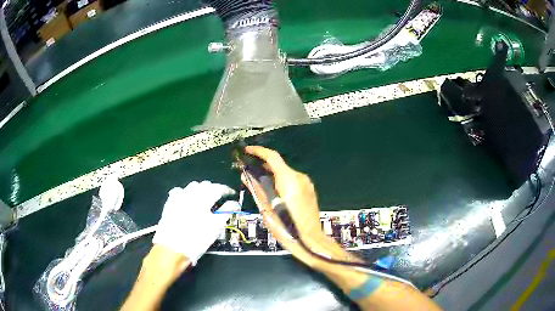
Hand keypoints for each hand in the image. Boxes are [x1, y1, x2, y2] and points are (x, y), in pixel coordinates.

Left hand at [152, 181, 239, 265]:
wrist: (172, 248)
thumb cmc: (196, 240)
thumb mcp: (214, 228)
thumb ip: (225, 213)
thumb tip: (234, 204)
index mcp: (203, 200)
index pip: (218, 188)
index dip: (226, 190)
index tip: (231, 194)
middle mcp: (191, 195)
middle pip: (205, 185)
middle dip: (213, 188)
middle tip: (219, 197)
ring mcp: (179, 198)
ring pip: (192, 186)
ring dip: (200, 189)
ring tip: (204, 198)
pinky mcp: (170, 203)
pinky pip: (179, 191)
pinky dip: (186, 193)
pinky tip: (187, 200)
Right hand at [241, 146, 329, 266]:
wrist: (310, 239)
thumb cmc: (286, 227)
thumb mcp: (267, 209)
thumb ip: (257, 189)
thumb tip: (246, 176)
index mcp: (289, 180)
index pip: (272, 157)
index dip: (258, 151)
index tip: (247, 151)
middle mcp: (300, 178)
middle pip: (279, 165)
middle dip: (264, 167)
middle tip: (250, 173)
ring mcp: (307, 184)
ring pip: (286, 174)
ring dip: (273, 176)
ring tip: (262, 186)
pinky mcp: (310, 190)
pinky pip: (293, 181)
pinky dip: (282, 182)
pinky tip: (276, 193)